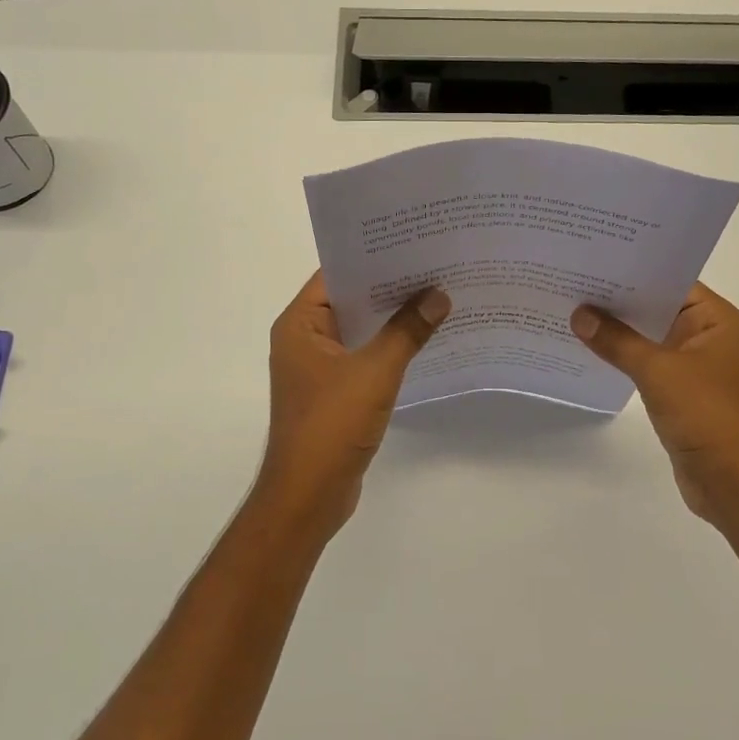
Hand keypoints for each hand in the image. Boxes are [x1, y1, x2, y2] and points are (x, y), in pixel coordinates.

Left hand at [260, 271, 449, 535]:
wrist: (308, 496)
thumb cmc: (332, 425)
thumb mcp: (375, 371)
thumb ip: (408, 330)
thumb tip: (439, 295)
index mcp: (299, 324)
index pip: (337, 275)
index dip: (373, 257)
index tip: (413, 242)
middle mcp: (304, 339)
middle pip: (350, 300)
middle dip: (390, 287)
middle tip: (435, 265)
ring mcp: (318, 367)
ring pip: (360, 330)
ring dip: (393, 319)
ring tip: (437, 296)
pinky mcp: (334, 391)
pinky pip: (364, 356)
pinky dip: (390, 347)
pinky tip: (424, 340)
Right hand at [571, 283, 738, 528]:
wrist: (735, 483)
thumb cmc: (707, 415)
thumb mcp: (658, 370)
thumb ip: (617, 341)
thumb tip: (580, 315)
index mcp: (717, 321)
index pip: (672, 282)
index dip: (634, 272)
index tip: (595, 261)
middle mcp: (710, 337)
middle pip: (659, 309)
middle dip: (620, 301)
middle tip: (574, 282)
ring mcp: (696, 367)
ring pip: (651, 338)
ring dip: (619, 331)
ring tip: (573, 312)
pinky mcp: (683, 393)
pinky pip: (648, 364)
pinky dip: (624, 358)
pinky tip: (590, 350)